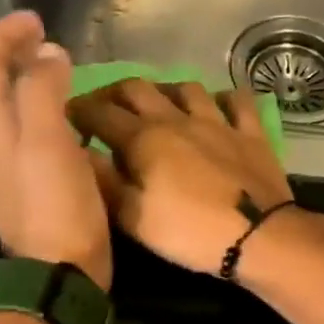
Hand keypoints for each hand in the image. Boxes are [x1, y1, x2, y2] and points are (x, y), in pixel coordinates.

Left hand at [0, 11, 111, 290]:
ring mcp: (19, 170)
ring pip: (19, 112)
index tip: (37, 20)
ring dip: (38, 85)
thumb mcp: (48, 143)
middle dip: (19, 55)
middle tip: (54, 44)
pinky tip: (85, 127)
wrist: (60, 276)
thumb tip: (49, 54)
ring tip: (72, 78)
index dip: (4, 35)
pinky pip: (42, 138)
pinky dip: (57, 117)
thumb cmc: (55, 208)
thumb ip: (44, 92)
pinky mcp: (42, 189)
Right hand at [69, 80, 293, 276]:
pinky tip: (218, 106)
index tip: (65, 115)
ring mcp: (218, 121)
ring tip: (159, 105)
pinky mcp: (251, 133)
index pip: (100, 113)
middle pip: (138, 87)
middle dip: (114, 92)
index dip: (78, 111)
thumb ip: (105, 182)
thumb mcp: (133, 218)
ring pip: (187, 88)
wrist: (258, 236)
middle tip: (105, 107)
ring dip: (166, 91)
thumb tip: (80, 153)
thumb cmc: (189, 232)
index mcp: (143, 138)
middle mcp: (177, 119)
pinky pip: (238, 102)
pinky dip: (224, 99)